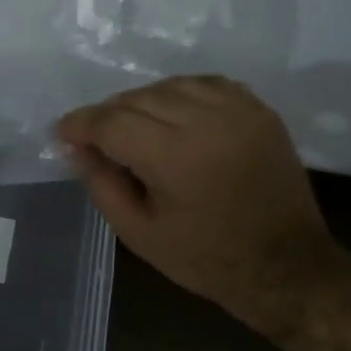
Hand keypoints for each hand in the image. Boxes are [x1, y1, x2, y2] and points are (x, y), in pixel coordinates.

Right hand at [56, 76, 341, 332]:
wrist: (286, 266)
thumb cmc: (207, 259)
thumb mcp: (139, 233)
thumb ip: (102, 184)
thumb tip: (76, 147)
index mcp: (176, 158)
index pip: (113, 122)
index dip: (81, 124)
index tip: (63, 133)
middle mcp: (208, 122)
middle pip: (139, 98)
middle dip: (109, 115)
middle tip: (97, 140)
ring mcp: (239, 111)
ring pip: (171, 85)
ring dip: (143, 102)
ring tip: (135, 128)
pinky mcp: (259, 110)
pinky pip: (206, 84)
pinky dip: (181, 94)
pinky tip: (173, 115)